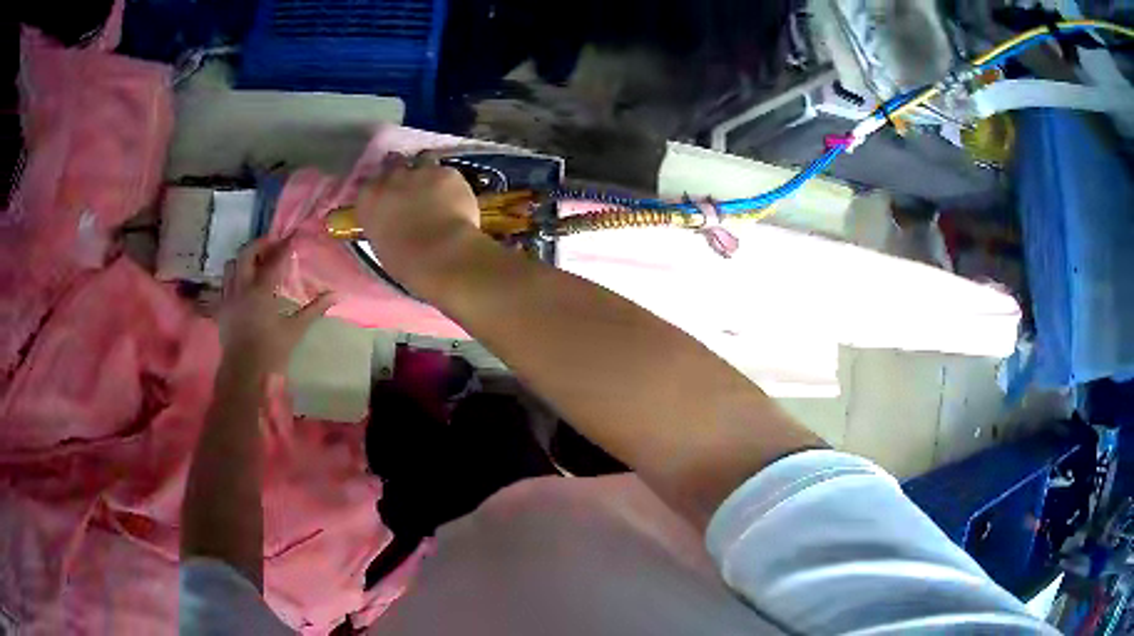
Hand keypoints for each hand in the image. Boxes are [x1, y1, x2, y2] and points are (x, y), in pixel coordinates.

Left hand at [218, 238, 334, 372]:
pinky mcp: (221, 307)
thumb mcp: (295, 330)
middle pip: (247, 253)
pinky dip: (234, 276)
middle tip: (272, 246)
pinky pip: (225, 282)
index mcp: (261, 291)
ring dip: (243, 259)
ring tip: (256, 263)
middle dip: (260, 245)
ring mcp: (229, 296)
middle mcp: (242, 287)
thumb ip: (314, 309)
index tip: (293, 237)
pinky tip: (243, 284)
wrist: (243, 372)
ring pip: (231, 264)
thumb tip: (334, 294)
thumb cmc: (271, 352)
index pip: (274, 260)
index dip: (285, 246)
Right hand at [354, 152, 481, 285]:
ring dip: (426, 170)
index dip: (379, 188)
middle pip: (394, 165)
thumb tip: (390, 221)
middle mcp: (392, 179)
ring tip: (434, 186)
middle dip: (401, 172)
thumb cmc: (406, 262)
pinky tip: (455, 196)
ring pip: (423, 161)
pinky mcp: (448, 173)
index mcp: (369, 200)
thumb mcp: (381, 244)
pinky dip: (449, 182)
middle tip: (411, 187)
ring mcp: (421, 171)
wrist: (441, 255)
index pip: (368, 184)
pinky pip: (447, 172)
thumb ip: (382, 224)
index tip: (387, 196)